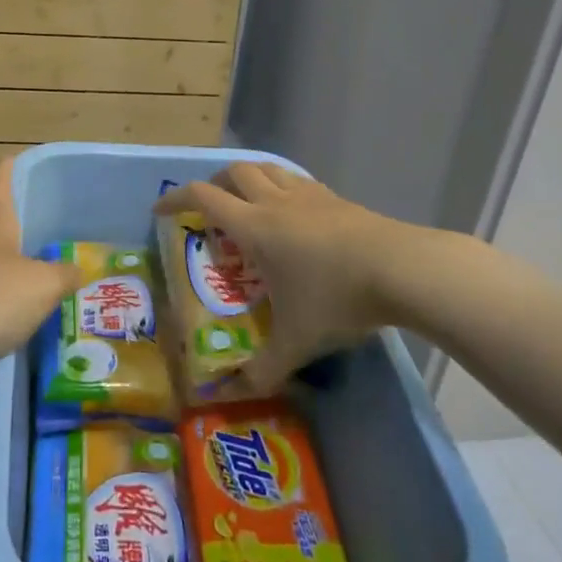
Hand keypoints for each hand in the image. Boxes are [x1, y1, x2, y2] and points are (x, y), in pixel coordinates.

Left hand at [0, 157, 85, 365]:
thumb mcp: (43, 285)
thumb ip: (66, 274)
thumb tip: (81, 268)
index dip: (11, 165)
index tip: (26, 161)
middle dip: (16, 211)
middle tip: (46, 215)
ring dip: (9, 250)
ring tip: (40, 258)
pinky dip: (0, 281)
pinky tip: (18, 296)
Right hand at [156, 164, 423, 391]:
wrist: (400, 268)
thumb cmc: (336, 297)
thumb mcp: (297, 341)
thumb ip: (264, 369)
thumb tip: (237, 393)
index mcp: (254, 226)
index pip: (203, 197)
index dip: (176, 198)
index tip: (160, 210)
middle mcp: (276, 202)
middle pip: (234, 172)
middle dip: (214, 183)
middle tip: (209, 208)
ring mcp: (309, 195)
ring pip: (268, 168)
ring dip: (250, 178)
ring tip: (248, 203)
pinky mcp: (337, 198)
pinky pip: (298, 181)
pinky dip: (283, 188)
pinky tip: (294, 214)